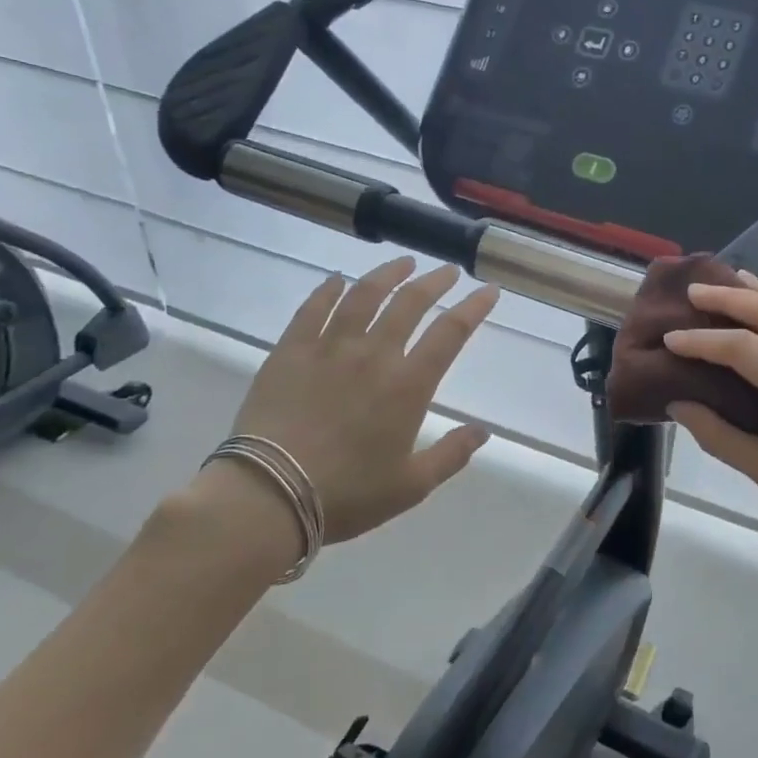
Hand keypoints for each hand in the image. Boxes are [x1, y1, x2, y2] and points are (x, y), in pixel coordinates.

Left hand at [185, 259, 498, 565]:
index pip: (450, 333)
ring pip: (363, 295)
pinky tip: (337, 279)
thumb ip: (451, 454)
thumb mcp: (412, 485)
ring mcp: (329, 347)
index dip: (473, 308)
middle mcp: (374, 354)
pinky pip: (313, 308)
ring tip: (403, 263)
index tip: (488, 290)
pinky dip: (328, 289)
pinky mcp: (291, 351)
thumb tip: (483, 432)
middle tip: (447, 272)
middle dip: (434, 282)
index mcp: (408, 385)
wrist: (269, 494)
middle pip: (410, 303)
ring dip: (387, 274)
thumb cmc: (347, 493)